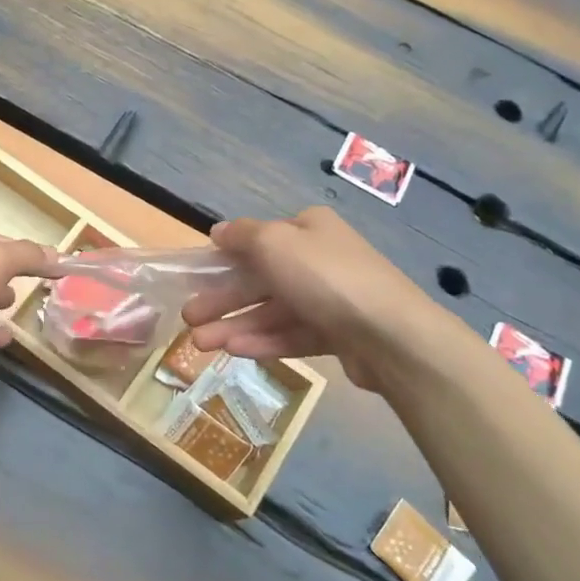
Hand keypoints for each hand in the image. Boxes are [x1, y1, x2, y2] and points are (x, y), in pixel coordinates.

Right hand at [181, 208, 457, 391]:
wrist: (391, 335)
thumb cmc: (325, 277)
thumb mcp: (274, 243)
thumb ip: (241, 235)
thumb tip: (218, 231)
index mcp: (308, 229)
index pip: (258, 240)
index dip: (224, 258)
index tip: (196, 277)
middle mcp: (320, 259)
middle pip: (260, 278)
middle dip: (223, 299)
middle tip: (188, 318)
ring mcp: (330, 299)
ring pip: (273, 310)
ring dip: (235, 325)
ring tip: (200, 343)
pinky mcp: (338, 334)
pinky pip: (292, 334)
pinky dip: (263, 341)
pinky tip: (234, 351)